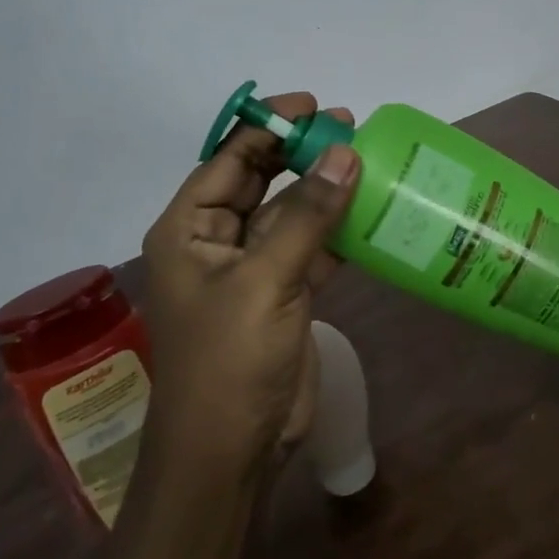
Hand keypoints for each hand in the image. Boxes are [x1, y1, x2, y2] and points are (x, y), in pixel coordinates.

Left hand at [134, 92, 360, 479]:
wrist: (231, 452)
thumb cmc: (229, 360)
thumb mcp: (265, 280)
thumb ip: (307, 215)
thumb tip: (345, 152)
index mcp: (189, 229)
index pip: (229, 159)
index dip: (268, 127)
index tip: (314, 107)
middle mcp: (216, 241)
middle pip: (260, 179)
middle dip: (300, 153)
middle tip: (349, 127)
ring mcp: (252, 268)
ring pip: (290, 212)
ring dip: (323, 189)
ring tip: (366, 160)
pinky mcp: (283, 292)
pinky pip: (311, 245)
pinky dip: (337, 229)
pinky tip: (369, 211)